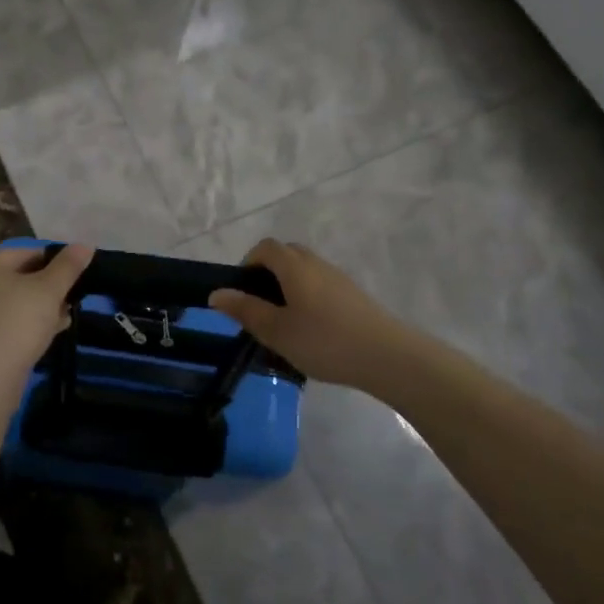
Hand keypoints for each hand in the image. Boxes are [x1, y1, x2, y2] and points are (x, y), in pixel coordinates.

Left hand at [0, 243, 94, 384]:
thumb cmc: (18, 322)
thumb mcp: (50, 290)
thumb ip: (68, 266)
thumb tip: (85, 244)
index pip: (27, 252)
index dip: (56, 261)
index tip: (77, 276)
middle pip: (19, 276)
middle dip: (49, 287)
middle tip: (72, 299)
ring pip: (14, 301)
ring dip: (41, 306)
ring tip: (65, 317)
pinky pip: (6, 321)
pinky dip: (26, 323)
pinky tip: (48, 334)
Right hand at [208, 238, 408, 388]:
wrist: (387, 356)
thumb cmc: (323, 341)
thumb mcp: (276, 330)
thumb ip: (245, 310)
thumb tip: (217, 293)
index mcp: (294, 266)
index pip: (265, 248)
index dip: (248, 262)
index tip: (242, 292)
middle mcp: (315, 263)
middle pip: (286, 254)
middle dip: (268, 273)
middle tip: (260, 307)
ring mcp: (338, 278)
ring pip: (305, 271)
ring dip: (289, 287)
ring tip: (283, 322)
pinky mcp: (353, 295)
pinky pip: (321, 285)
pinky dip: (308, 297)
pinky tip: (311, 330)